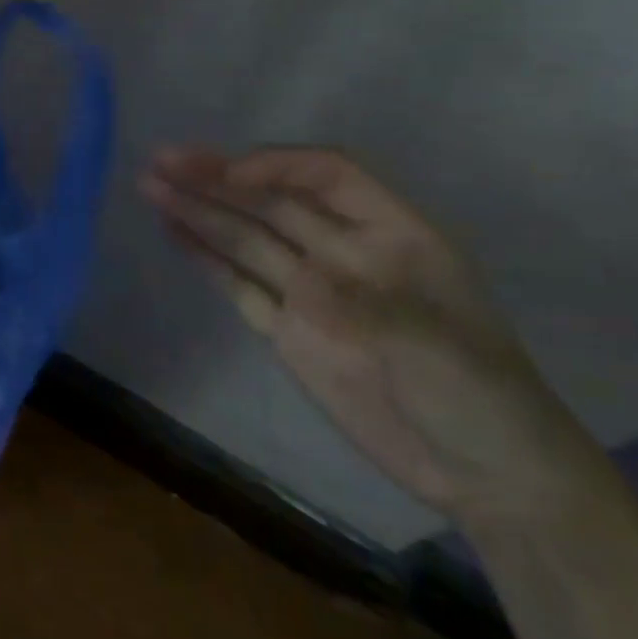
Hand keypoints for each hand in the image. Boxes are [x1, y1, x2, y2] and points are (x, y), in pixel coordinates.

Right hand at [140, 145, 588, 524]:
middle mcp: (343, 251)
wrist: (486, 477)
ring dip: (200, 210)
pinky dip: (206, 257)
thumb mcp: (441, 349)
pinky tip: (174, 232)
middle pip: (273, 201)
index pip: (328, 177)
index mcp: (392, 236)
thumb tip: (308, 284)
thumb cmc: (483, 399)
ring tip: (151, 186)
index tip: (226, 175)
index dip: (276, 166)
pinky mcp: (286, 327)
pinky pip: (239, 283)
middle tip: (163, 161)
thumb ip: (372, 307)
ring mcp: (311, 290)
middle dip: (218, 178)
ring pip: (246, 238)